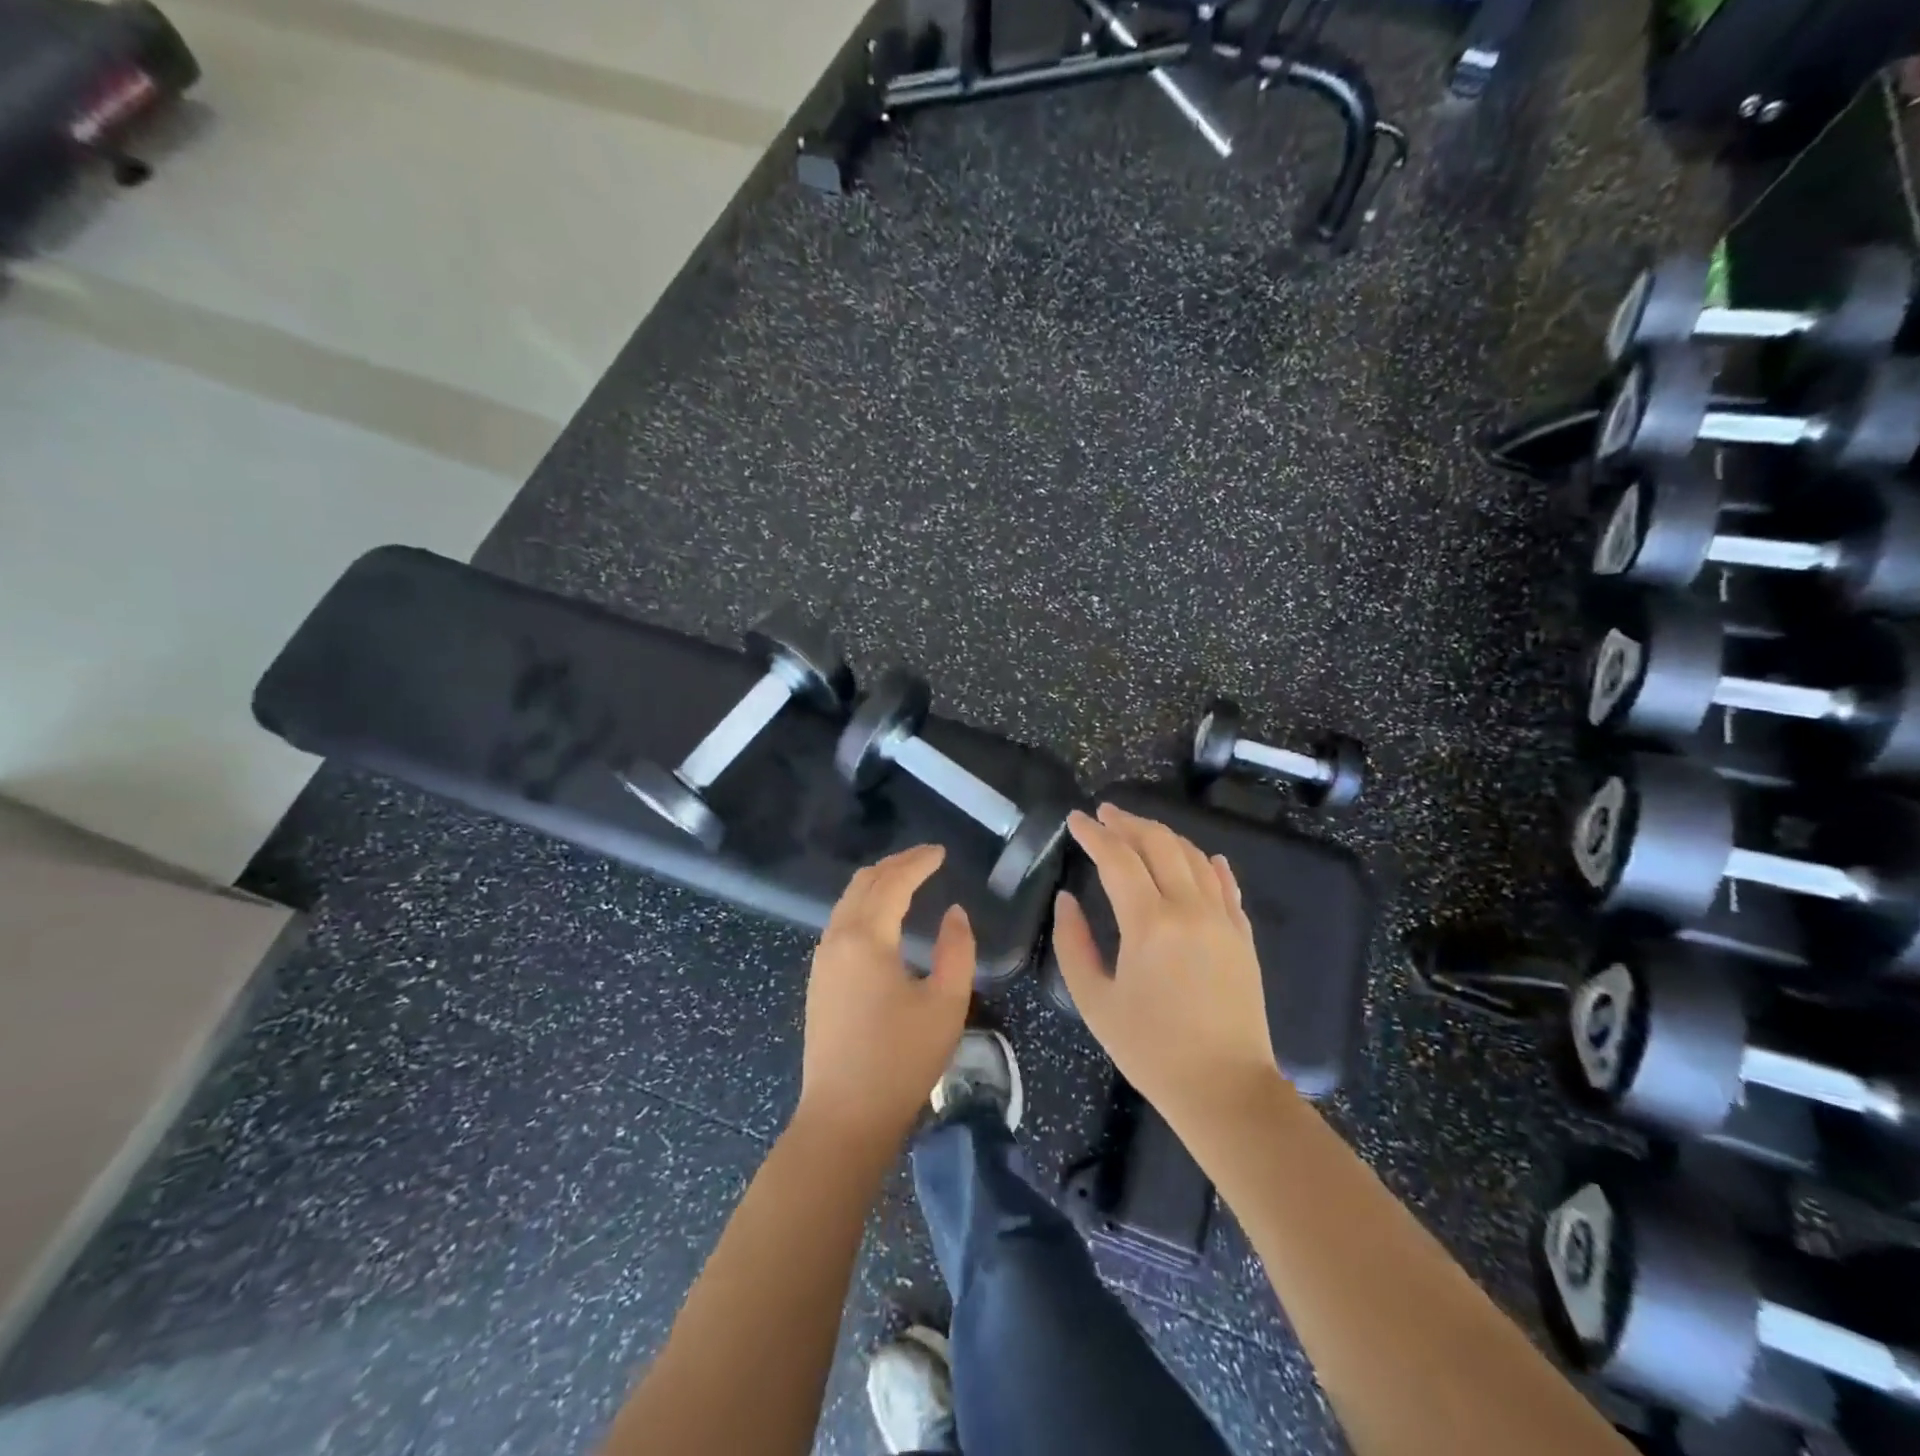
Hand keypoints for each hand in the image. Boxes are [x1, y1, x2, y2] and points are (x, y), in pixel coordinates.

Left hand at [795, 844, 974, 1150]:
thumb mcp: (946, 1003)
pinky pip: (841, 923)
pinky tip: (883, 919)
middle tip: (926, 859)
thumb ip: (957, 950)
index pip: (893, 882)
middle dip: (896, 865)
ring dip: (877, 884)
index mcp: (866, 938)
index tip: (941, 852)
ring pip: (847, 902)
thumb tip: (954, 913)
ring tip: (908, 880)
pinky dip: (864, 906)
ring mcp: (822, 961)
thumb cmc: (901, 1060)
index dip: (918, 862)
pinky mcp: (818, 982)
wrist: (844, 1118)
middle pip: (864, 883)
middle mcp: (837, 939)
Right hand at [1052, 805, 1281, 1132]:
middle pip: (1159, 844)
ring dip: (1164, 836)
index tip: (1075, 819)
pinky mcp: (1243, 937)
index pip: (1117, 858)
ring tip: (1139, 830)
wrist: (1225, 1089)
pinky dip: (1209, 864)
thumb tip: (1067, 899)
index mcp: (1149, 923)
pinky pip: (1226, 886)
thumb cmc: (1150, 1050)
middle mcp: (1190, 909)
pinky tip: (1203, 857)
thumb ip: (1072, 943)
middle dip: (1128, 822)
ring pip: (1194, 857)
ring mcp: (1223, 920)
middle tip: (1104, 813)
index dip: (1093, 833)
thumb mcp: (1094, 1001)